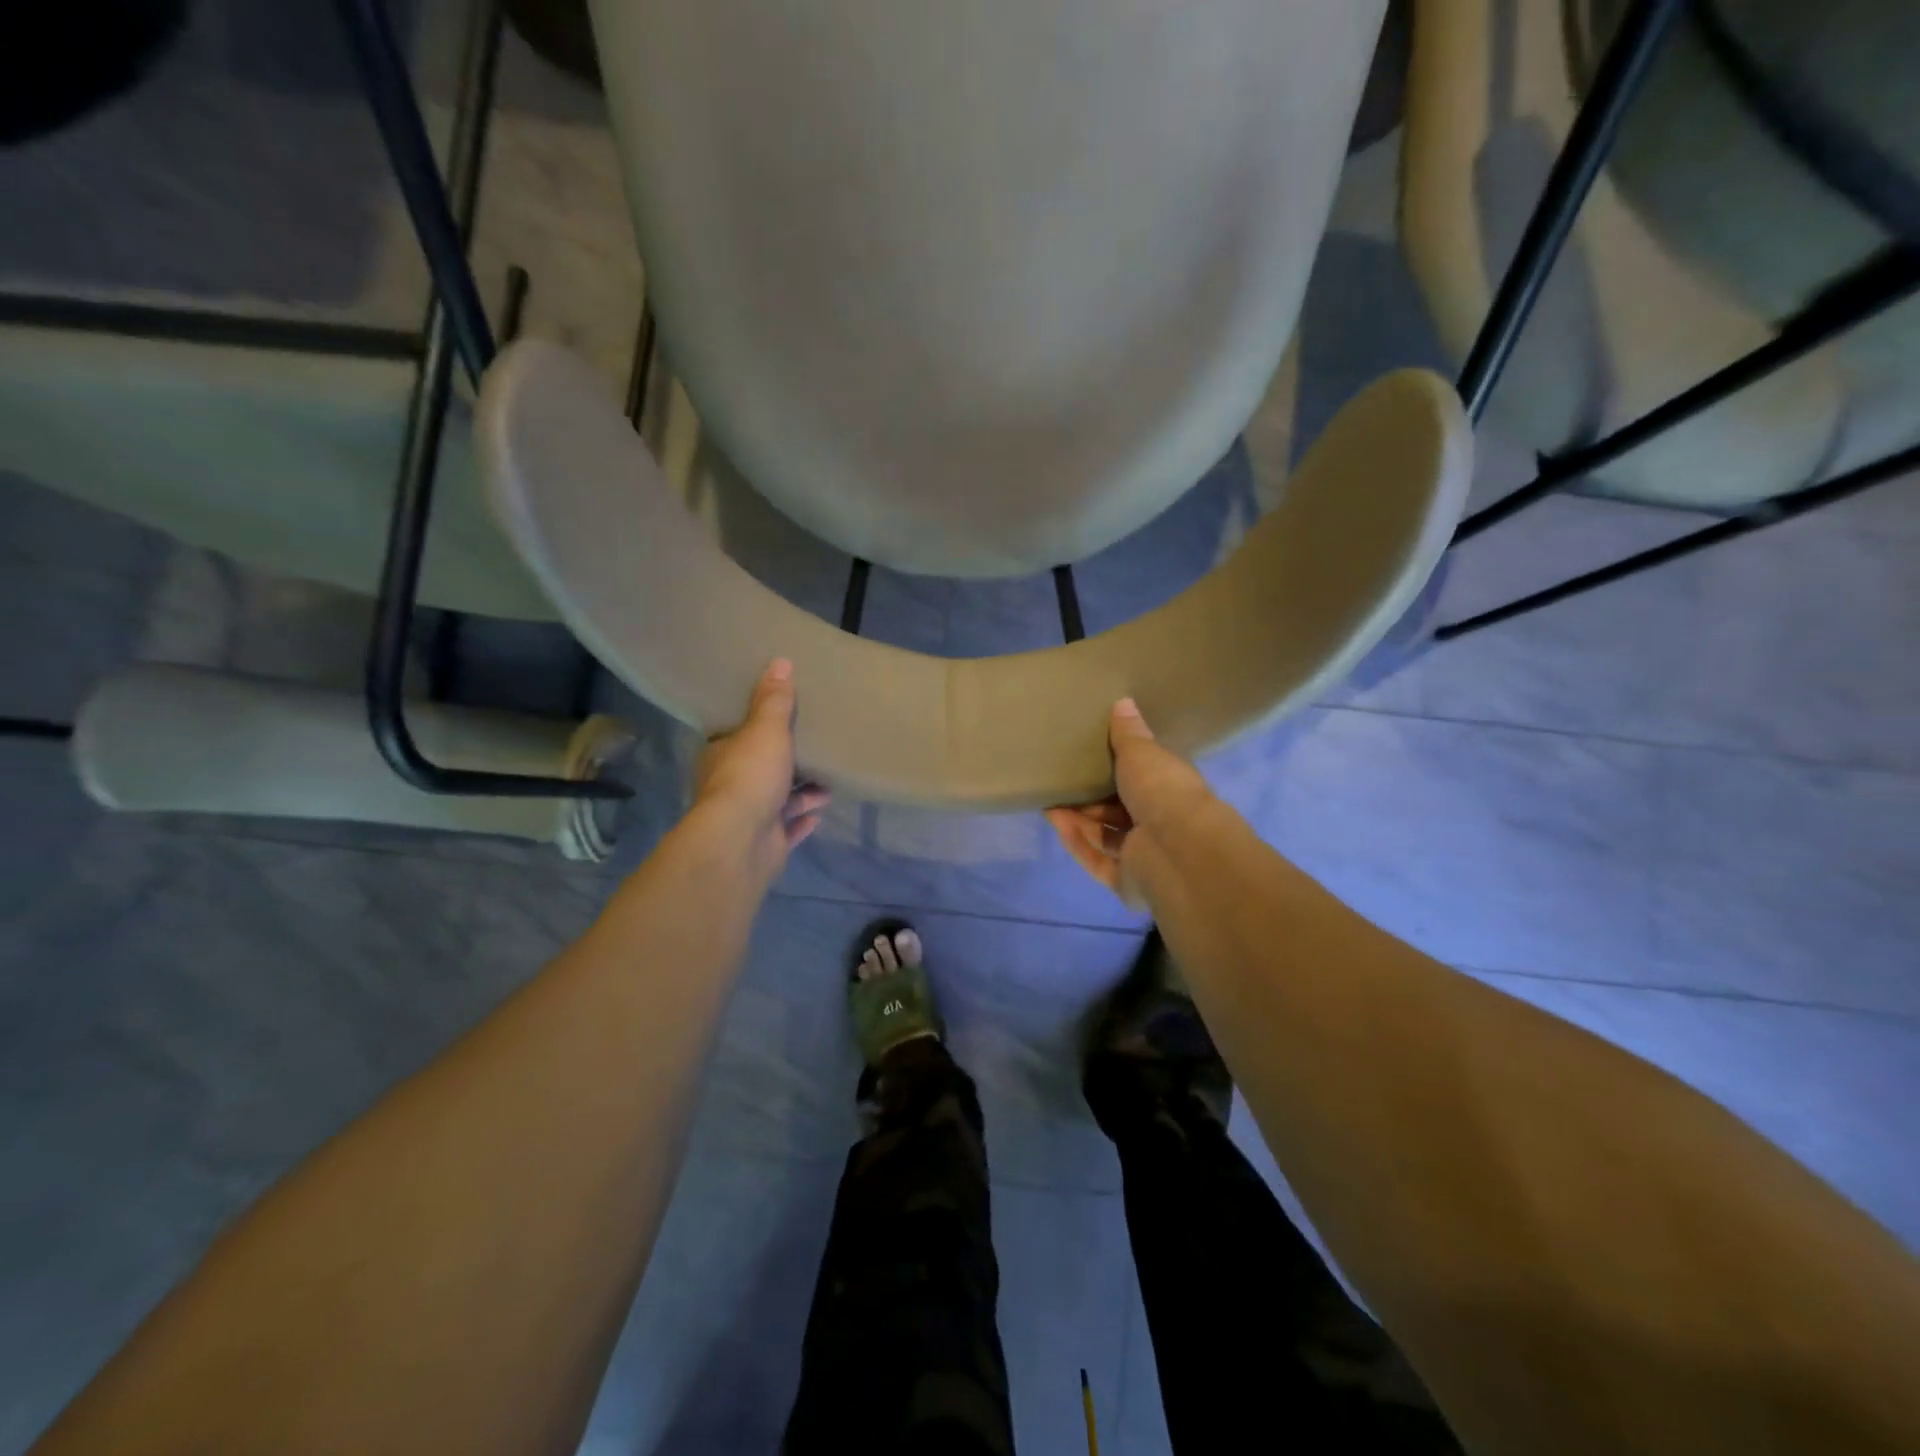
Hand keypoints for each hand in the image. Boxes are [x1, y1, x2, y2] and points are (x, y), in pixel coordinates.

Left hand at [693, 659, 829, 870]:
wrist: (742, 841)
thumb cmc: (750, 775)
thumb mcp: (766, 729)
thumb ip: (774, 700)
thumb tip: (780, 661)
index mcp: (721, 756)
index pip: (736, 738)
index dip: (756, 730)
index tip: (780, 723)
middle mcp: (731, 787)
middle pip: (761, 770)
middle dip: (787, 764)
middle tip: (814, 752)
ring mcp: (749, 818)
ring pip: (779, 801)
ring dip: (802, 794)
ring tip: (828, 785)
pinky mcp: (766, 843)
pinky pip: (788, 829)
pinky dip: (802, 820)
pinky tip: (820, 814)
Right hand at [1045, 698, 1213, 900]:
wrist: (1177, 850)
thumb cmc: (1163, 791)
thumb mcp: (1142, 753)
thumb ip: (1128, 733)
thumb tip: (1123, 702)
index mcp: (1172, 791)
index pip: (1145, 779)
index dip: (1120, 768)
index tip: (1091, 756)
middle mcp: (1161, 824)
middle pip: (1121, 810)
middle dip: (1092, 798)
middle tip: (1063, 781)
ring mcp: (1145, 856)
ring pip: (1107, 836)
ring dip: (1080, 820)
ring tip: (1050, 801)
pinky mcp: (1127, 881)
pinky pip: (1097, 860)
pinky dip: (1078, 842)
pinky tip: (1056, 822)